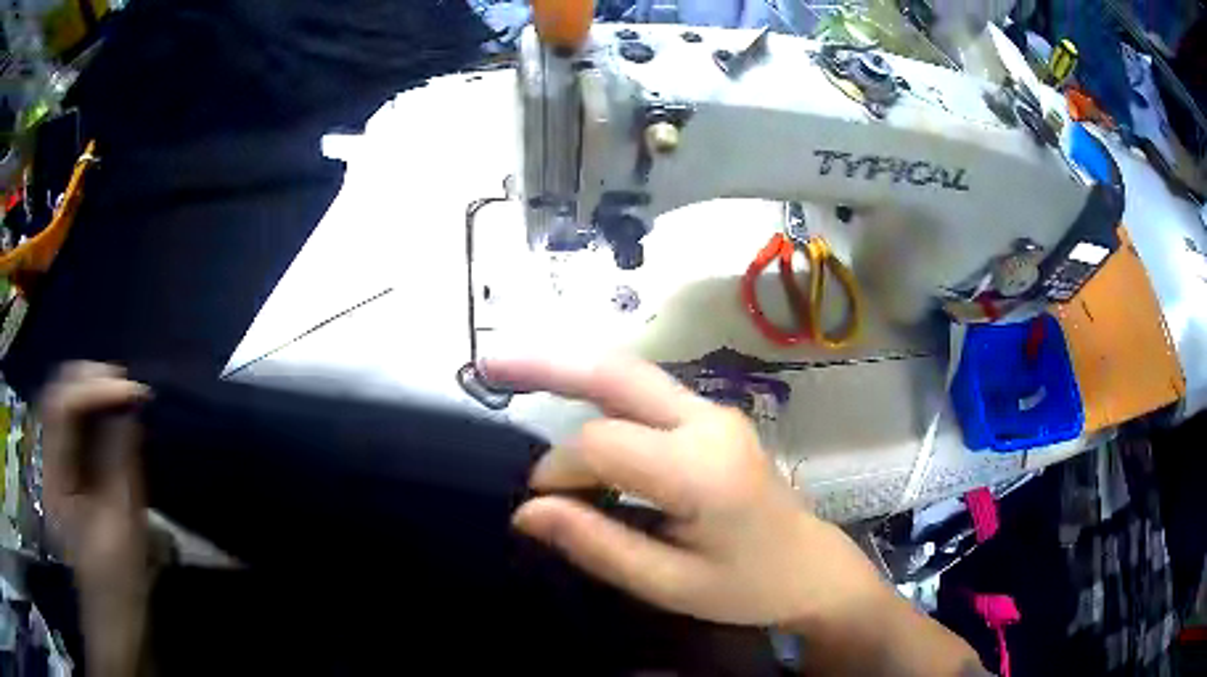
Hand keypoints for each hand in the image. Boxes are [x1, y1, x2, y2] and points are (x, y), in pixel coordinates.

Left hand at [40, 363, 154, 676]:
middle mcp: (47, 460)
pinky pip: (75, 420)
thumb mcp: (121, 526)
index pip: (60, 408)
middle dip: (91, 379)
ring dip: (93, 389)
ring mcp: (54, 462)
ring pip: (65, 400)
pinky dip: (94, 406)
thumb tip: (130, 408)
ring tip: (124, 393)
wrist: (112, 613)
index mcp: (53, 480)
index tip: (131, 390)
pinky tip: (114, 411)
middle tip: (128, 385)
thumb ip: (120, 463)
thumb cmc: (117, 581)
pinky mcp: (67, 467)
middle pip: (57, 393)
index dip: (92, 388)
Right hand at [482, 356, 888, 627]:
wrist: (811, 566)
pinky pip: (644, 392)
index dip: (559, 470)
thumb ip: (598, 545)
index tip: (540, 506)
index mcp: (703, 470)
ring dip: (569, 368)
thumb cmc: (747, 587)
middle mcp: (708, 422)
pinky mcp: (711, 417)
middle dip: (548, 365)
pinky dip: (596, 388)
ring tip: (510, 368)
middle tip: (488, 364)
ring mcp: (714, 412)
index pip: (604, 446)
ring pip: (629, 373)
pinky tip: (564, 392)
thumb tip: (527, 512)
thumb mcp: (670, 585)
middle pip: (617, 374)